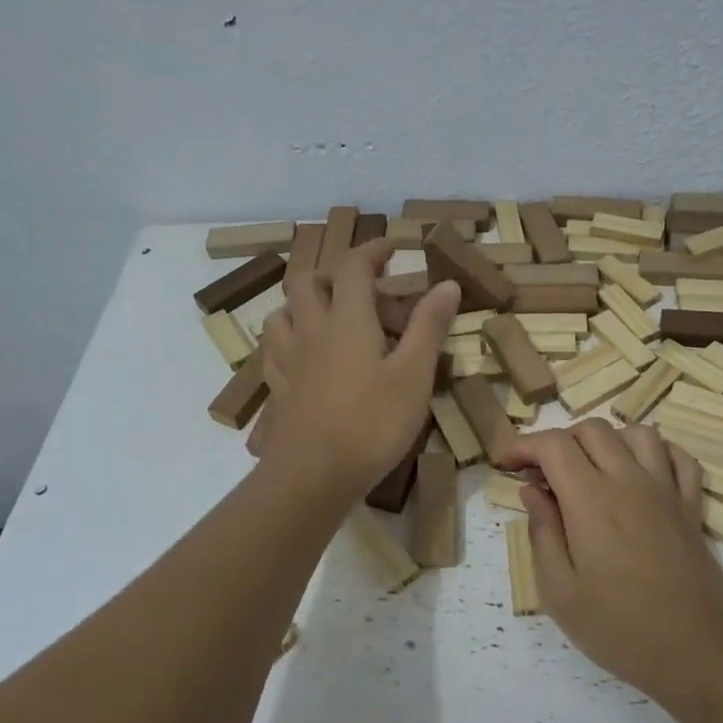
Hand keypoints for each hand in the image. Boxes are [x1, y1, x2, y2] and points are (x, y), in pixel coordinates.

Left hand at [256, 238, 459, 495]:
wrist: (313, 475)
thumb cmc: (372, 423)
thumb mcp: (414, 375)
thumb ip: (429, 326)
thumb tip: (447, 283)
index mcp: (348, 320)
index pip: (354, 266)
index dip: (373, 250)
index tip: (393, 247)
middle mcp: (312, 330)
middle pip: (308, 281)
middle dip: (334, 272)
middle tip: (361, 284)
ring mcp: (289, 360)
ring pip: (283, 313)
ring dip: (304, 303)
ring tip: (327, 316)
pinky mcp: (279, 389)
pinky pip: (275, 350)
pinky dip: (290, 340)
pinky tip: (303, 356)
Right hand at [504, 420, 722, 701]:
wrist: (696, 653)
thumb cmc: (618, 628)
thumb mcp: (559, 591)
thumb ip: (543, 532)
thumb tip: (532, 491)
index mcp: (591, 499)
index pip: (553, 444)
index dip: (524, 444)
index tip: (506, 463)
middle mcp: (630, 481)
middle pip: (592, 430)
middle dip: (559, 441)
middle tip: (543, 476)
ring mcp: (666, 490)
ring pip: (637, 433)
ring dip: (607, 441)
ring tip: (591, 471)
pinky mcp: (691, 507)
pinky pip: (679, 458)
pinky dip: (656, 452)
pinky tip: (640, 473)